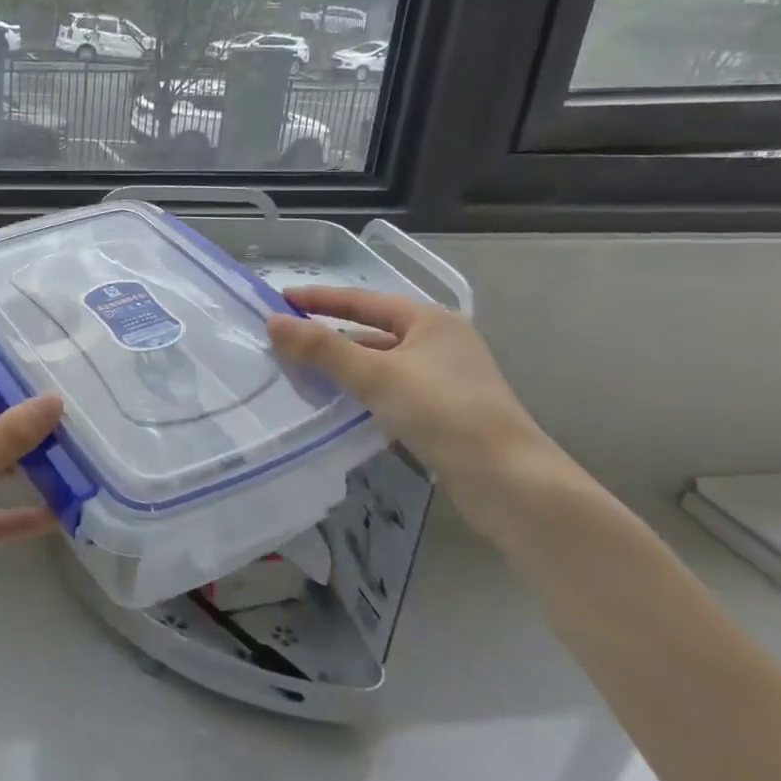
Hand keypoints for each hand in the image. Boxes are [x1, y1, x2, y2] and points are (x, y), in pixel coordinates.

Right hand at [267, 288, 549, 533]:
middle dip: (329, 337)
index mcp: (430, 321)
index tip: (279, 301)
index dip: (319, 300)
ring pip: (381, 364)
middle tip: (285, 342)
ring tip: (302, 374)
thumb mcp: (375, 375)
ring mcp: (445, 378)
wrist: (508, 480)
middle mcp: (440, 342)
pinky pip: (391, 390)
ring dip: (344, 367)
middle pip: (372, 331)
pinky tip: (339, 406)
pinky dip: (362, 392)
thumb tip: (273, 322)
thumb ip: (322, 348)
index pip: (362, 301)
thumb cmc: (442, 412)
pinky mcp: (444, 412)